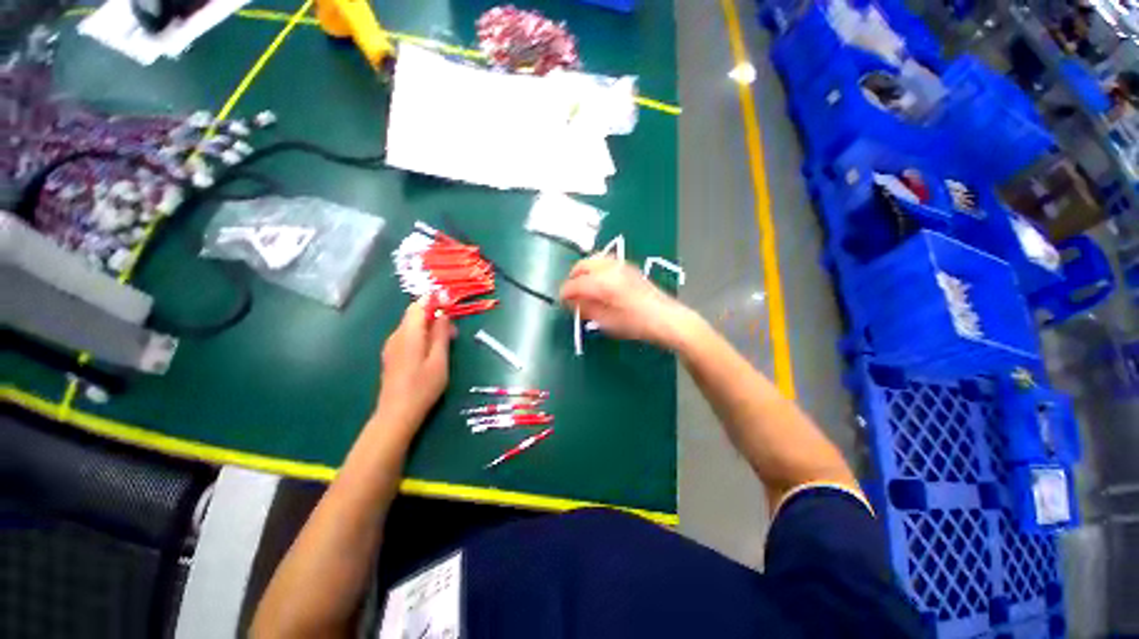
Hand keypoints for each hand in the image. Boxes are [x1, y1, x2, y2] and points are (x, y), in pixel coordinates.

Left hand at [375, 301, 454, 426]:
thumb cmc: (423, 387)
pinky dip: (421, 335)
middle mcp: (396, 336)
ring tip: (447, 339)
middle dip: (434, 314)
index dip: (433, 299)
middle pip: (414, 315)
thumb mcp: (439, 360)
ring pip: (411, 326)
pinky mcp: (392, 355)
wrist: (396, 414)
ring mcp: (391, 346)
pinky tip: (432, 349)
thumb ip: (440, 335)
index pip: (418, 306)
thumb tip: (443, 314)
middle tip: (453, 327)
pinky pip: (407, 336)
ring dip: (429, 326)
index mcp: (408, 334)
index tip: (449, 300)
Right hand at [560, 256, 696, 348]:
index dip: (565, 293)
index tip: (561, 302)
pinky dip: (596, 269)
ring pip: (593, 260)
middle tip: (570, 293)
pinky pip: (605, 262)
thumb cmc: (636, 324)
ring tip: (582, 287)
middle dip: (572, 278)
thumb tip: (572, 303)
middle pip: (582, 265)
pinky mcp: (629, 268)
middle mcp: (610, 269)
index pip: (575, 284)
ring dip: (584, 271)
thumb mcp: (607, 321)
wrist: (666, 318)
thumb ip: (586, 309)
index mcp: (602, 283)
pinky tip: (598, 283)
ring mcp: (620, 266)